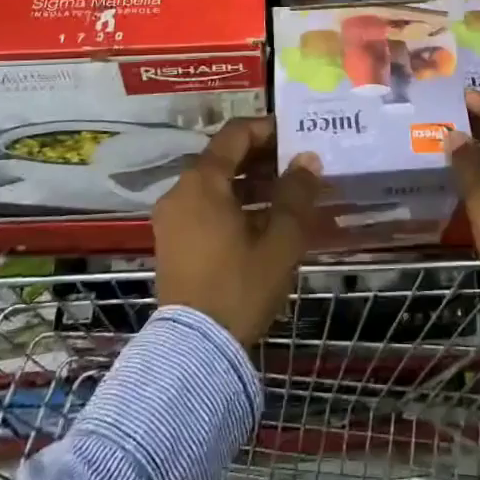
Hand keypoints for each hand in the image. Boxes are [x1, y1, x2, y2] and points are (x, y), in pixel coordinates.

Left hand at [152, 117, 324, 344]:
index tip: (296, 135)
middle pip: (223, 158)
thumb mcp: (280, 240)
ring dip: (249, 183)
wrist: (195, 350)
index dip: (267, 129)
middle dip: (262, 158)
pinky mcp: (172, 241)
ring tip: (288, 194)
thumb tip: (307, 159)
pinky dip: (233, 204)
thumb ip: (296, 194)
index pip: (235, 135)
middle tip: (298, 165)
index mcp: (202, 182)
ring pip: (215, 184)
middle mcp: (180, 191)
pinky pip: (205, 207)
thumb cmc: (240, 286)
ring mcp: (172, 218)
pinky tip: (264, 221)